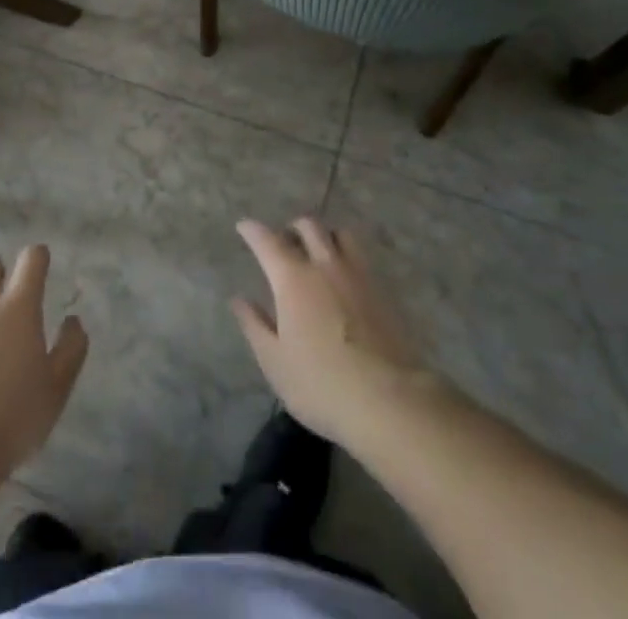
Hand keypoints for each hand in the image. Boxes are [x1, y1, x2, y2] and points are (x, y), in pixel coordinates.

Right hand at [231, 217, 428, 445]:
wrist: (388, 401)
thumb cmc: (321, 384)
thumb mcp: (275, 362)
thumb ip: (255, 325)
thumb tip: (239, 299)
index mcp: (293, 278)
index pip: (267, 241)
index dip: (252, 230)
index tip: (244, 226)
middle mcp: (325, 265)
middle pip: (308, 227)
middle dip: (292, 228)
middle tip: (285, 244)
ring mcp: (357, 275)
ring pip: (340, 235)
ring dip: (325, 236)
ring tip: (319, 254)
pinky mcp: (382, 291)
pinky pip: (361, 258)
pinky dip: (348, 257)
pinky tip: (346, 279)